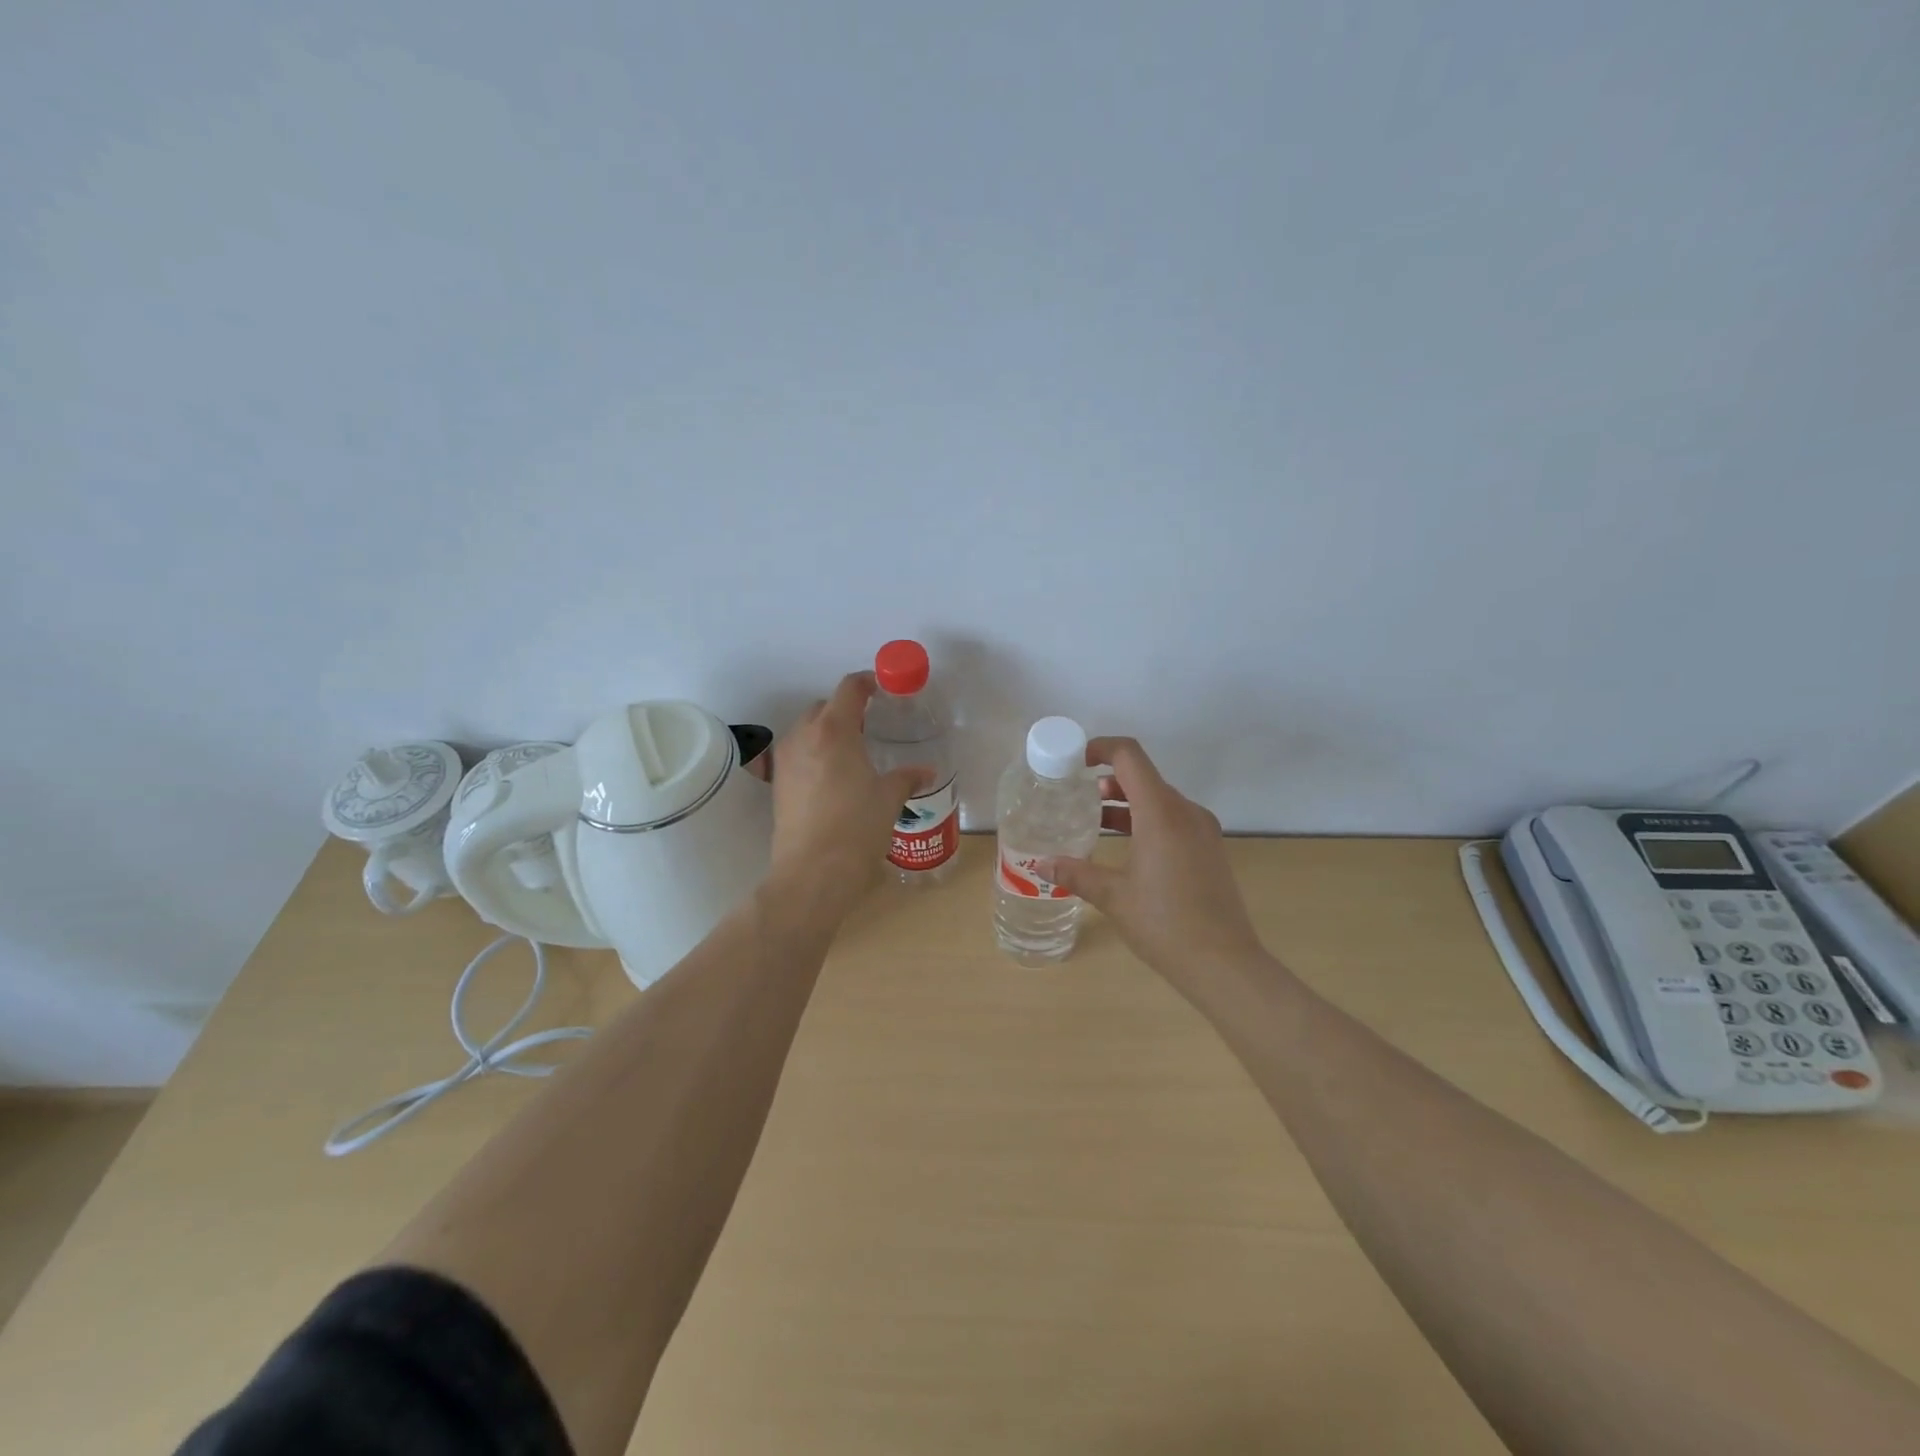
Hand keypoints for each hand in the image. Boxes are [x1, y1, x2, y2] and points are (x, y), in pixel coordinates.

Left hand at [768, 672, 929, 908]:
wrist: (813, 872)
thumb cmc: (857, 827)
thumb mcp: (889, 798)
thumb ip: (906, 777)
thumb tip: (925, 772)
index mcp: (834, 730)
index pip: (849, 689)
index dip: (866, 682)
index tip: (881, 688)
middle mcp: (804, 736)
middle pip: (823, 707)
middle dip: (845, 709)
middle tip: (870, 725)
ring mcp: (785, 760)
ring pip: (806, 730)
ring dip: (827, 731)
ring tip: (851, 752)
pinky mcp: (778, 784)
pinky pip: (797, 754)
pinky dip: (814, 754)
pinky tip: (833, 777)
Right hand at [1048, 737, 1267, 991]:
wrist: (1224, 964)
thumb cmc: (1164, 923)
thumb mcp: (1113, 897)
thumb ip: (1076, 874)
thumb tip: (1040, 865)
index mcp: (1161, 813)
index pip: (1130, 757)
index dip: (1101, 748)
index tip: (1075, 762)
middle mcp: (1186, 812)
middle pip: (1144, 777)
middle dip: (1108, 781)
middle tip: (1076, 797)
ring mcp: (1202, 830)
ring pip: (1159, 800)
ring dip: (1126, 803)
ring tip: (1094, 822)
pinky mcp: (1209, 849)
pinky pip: (1174, 820)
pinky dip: (1146, 821)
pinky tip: (1127, 848)